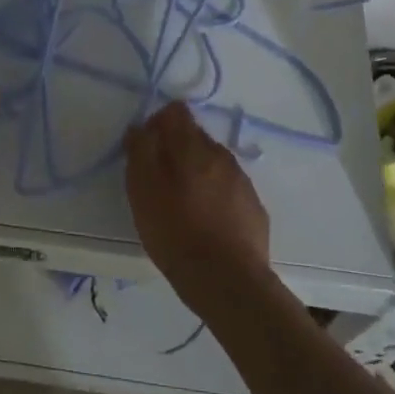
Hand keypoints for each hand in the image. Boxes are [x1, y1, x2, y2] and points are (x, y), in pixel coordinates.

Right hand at [124, 102, 272, 315]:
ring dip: (197, 175)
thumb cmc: (176, 232)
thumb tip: (140, 128)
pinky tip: (207, 225)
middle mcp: (221, 155)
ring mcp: (242, 181)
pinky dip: (216, 197)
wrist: (228, 282)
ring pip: (213, 164)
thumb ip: (140, 151)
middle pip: (195, 137)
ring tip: (184, 208)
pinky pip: (229, 190)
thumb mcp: (142, 190)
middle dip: (176, 151)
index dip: (157, 124)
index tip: (146, 150)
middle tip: (160, 184)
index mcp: (193, 146)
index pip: (176, 112)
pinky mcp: (254, 208)